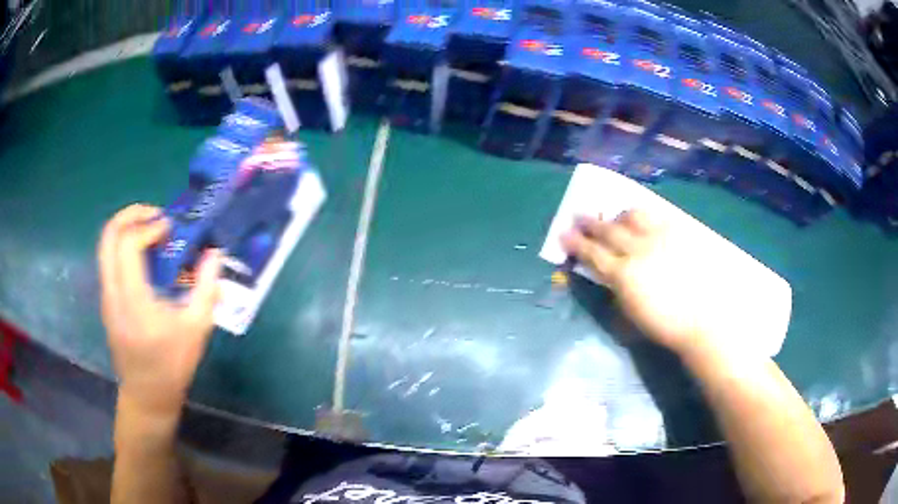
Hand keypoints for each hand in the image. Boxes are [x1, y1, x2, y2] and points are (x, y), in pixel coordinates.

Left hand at [98, 204, 221, 416]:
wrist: (148, 395)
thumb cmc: (172, 365)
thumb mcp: (196, 329)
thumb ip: (206, 287)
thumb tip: (215, 253)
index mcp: (133, 300)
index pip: (128, 243)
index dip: (149, 226)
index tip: (170, 228)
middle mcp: (113, 293)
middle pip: (108, 235)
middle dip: (131, 215)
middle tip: (155, 215)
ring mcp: (106, 297)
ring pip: (105, 246)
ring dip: (127, 229)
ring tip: (151, 233)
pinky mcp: (107, 302)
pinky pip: (109, 260)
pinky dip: (124, 246)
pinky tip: (145, 259)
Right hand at [561, 210, 718, 356]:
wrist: (704, 318)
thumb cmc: (667, 326)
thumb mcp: (632, 315)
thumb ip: (616, 293)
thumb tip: (607, 277)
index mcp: (623, 275)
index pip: (592, 254)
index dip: (576, 243)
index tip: (563, 234)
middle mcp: (638, 249)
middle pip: (608, 230)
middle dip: (590, 223)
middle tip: (578, 215)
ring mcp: (660, 236)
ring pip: (631, 215)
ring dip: (617, 215)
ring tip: (613, 217)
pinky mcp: (679, 230)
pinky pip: (656, 214)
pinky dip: (643, 214)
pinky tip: (641, 218)